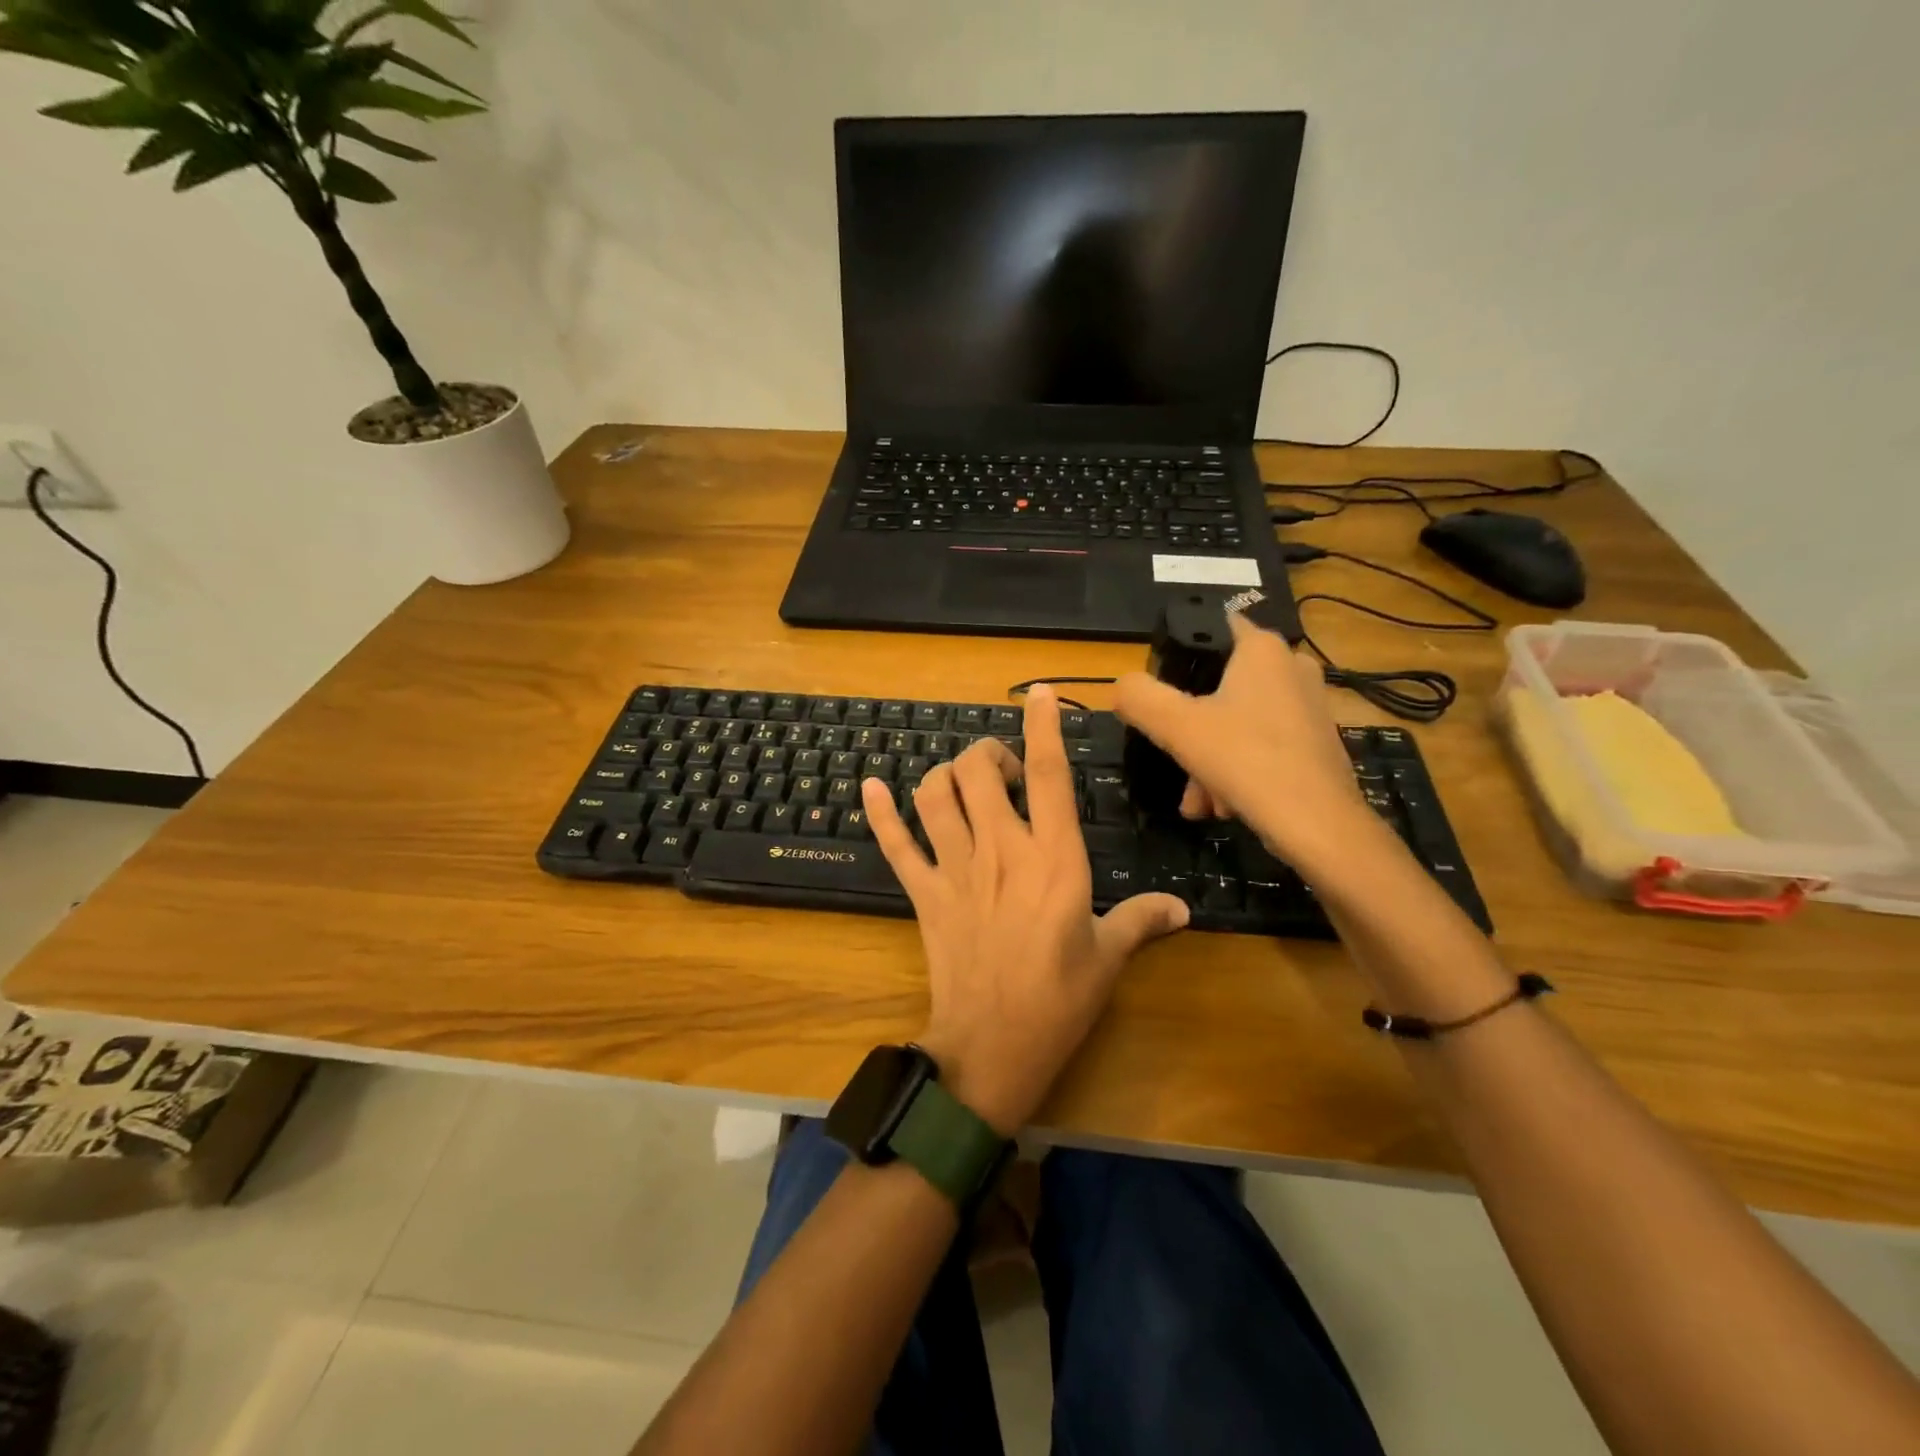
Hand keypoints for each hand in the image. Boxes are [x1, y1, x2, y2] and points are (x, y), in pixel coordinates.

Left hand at [862, 685, 1188, 1134]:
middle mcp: (1001, 849)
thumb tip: (1182, 909)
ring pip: (935, 795)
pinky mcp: (924, 893)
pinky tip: (871, 787)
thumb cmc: (1059, 1001)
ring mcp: (956, 868)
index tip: (1039, 696)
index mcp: (1054, 858)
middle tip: (1002, 773)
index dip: (1044, 728)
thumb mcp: (1108, 958)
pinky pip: (895, 844)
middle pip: (978, 771)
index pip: (1048, 775)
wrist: (992, 1048)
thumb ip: (1141, 921)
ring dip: (945, 776)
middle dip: (987, 755)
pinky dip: (881, 813)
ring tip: (962, 785)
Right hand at [1115, 614, 1393, 883]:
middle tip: (1176, 760)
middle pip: (1221, 687)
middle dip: (1192, 729)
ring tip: (1200, 802)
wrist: (1319, 826)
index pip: (1215, 626)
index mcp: (1262, 650)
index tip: (1161, 686)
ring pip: (1240, 724)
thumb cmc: (1245, 760)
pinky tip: (1223, 807)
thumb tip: (1122, 687)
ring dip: (1210, 760)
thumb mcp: (1175, 726)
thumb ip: (1139, 697)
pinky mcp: (1317, 744)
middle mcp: (1292, 668)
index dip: (1182, 651)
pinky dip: (1238, 772)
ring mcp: (1310, 707)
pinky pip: (1263, 747)